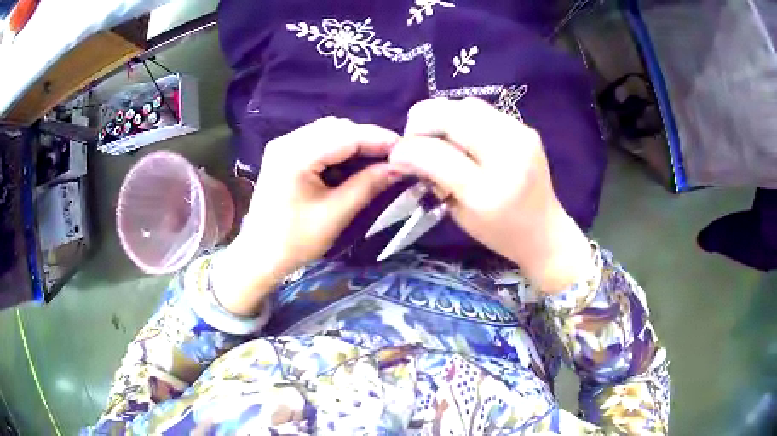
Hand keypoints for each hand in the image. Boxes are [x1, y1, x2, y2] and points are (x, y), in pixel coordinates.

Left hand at [214, 117, 400, 314]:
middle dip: (367, 139)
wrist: (259, 256)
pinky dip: (339, 149)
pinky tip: (352, 163)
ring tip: (377, 160)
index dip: (379, 139)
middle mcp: (287, 141)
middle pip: (337, 127)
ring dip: (354, 143)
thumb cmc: (294, 241)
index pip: (346, 135)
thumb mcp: (335, 214)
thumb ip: (367, 185)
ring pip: (329, 131)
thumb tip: (398, 167)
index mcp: (295, 155)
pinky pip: (318, 141)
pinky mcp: (284, 154)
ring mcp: (283, 145)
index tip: (406, 149)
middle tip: (392, 157)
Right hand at [391, 98, 593, 292]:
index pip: (437, 154)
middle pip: (452, 115)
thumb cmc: (499, 233)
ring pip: (466, 105)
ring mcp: (521, 136)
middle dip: (421, 121)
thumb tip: (405, 151)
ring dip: (442, 115)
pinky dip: (461, 117)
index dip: (409, 148)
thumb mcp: (460, 215)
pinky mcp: (526, 128)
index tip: (396, 154)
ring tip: (437, 136)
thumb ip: (433, 179)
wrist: (545, 232)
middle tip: (414, 138)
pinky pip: (483, 110)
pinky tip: (460, 135)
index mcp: (489, 191)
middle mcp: (508, 156)